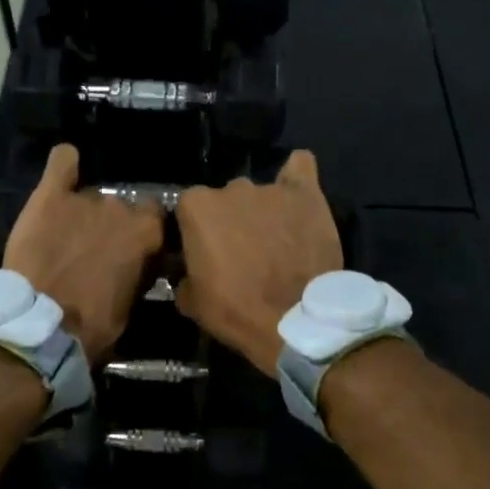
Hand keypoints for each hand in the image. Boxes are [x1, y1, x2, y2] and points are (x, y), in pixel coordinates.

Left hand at [4, 143, 163, 361]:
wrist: (42, 325)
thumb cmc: (93, 325)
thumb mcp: (130, 306)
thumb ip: (138, 274)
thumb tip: (140, 264)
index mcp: (146, 234)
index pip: (155, 218)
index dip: (143, 233)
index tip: (132, 249)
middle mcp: (120, 208)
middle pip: (121, 207)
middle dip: (110, 226)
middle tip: (94, 251)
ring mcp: (85, 199)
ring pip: (90, 197)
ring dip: (83, 213)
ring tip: (65, 235)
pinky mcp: (50, 196)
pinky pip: (62, 162)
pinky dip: (65, 163)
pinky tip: (65, 166)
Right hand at [174, 150, 342, 376]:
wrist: (293, 321)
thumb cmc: (235, 310)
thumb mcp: (191, 301)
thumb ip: (183, 274)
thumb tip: (186, 271)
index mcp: (196, 206)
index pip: (188, 210)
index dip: (196, 233)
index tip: (204, 254)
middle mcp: (231, 187)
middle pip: (224, 199)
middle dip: (230, 221)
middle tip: (241, 252)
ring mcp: (270, 188)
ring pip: (259, 193)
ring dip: (261, 211)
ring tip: (274, 239)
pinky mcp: (306, 194)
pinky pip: (300, 168)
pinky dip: (295, 179)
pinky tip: (296, 195)